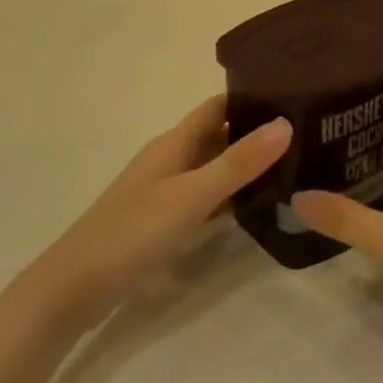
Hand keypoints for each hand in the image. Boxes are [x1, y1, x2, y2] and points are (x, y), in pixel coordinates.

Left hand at [31, 97, 290, 332]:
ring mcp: (166, 191)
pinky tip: (259, 204)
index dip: (250, 96)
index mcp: (174, 143)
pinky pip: (206, 196)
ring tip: (295, 164)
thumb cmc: (133, 232)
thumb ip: (238, 162)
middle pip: (218, 134)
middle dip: (256, 130)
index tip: (294, 93)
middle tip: (307, 132)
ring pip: (214, 167)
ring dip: (246, 164)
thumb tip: (286, 123)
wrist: (74, 288)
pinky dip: (231, 195)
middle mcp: (171, 159)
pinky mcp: (164, 221)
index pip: (218, 106)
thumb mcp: (192, 196)